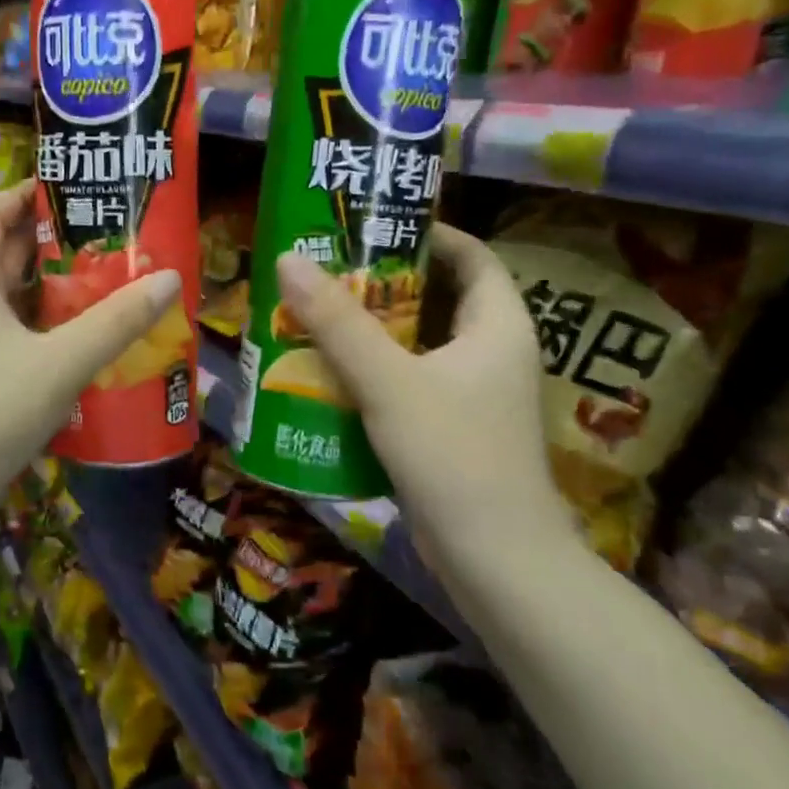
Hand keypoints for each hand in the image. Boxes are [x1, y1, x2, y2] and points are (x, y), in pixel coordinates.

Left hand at [0, 182, 180, 535]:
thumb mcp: (60, 363)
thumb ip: (115, 323)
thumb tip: (168, 279)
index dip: (20, 195)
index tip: (67, 189)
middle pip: (2, 257)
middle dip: (49, 243)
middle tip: (105, 240)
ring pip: (11, 303)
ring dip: (52, 293)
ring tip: (105, 288)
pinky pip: (14, 342)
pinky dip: (46, 334)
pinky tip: (84, 350)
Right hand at [274, 224, 575, 571]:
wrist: (496, 562)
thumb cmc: (454, 457)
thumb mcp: (390, 382)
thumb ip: (338, 323)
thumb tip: (290, 259)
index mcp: (498, 325)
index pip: (472, 255)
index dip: (428, 232)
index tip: (372, 226)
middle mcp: (493, 352)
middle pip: (438, 296)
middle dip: (383, 282)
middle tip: (327, 270)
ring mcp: (474, 394)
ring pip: (419, 342)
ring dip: (373, 329)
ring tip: (317, 314)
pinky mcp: (452, 428)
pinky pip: (410, 380)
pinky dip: (374, 370)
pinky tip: (329, 373)